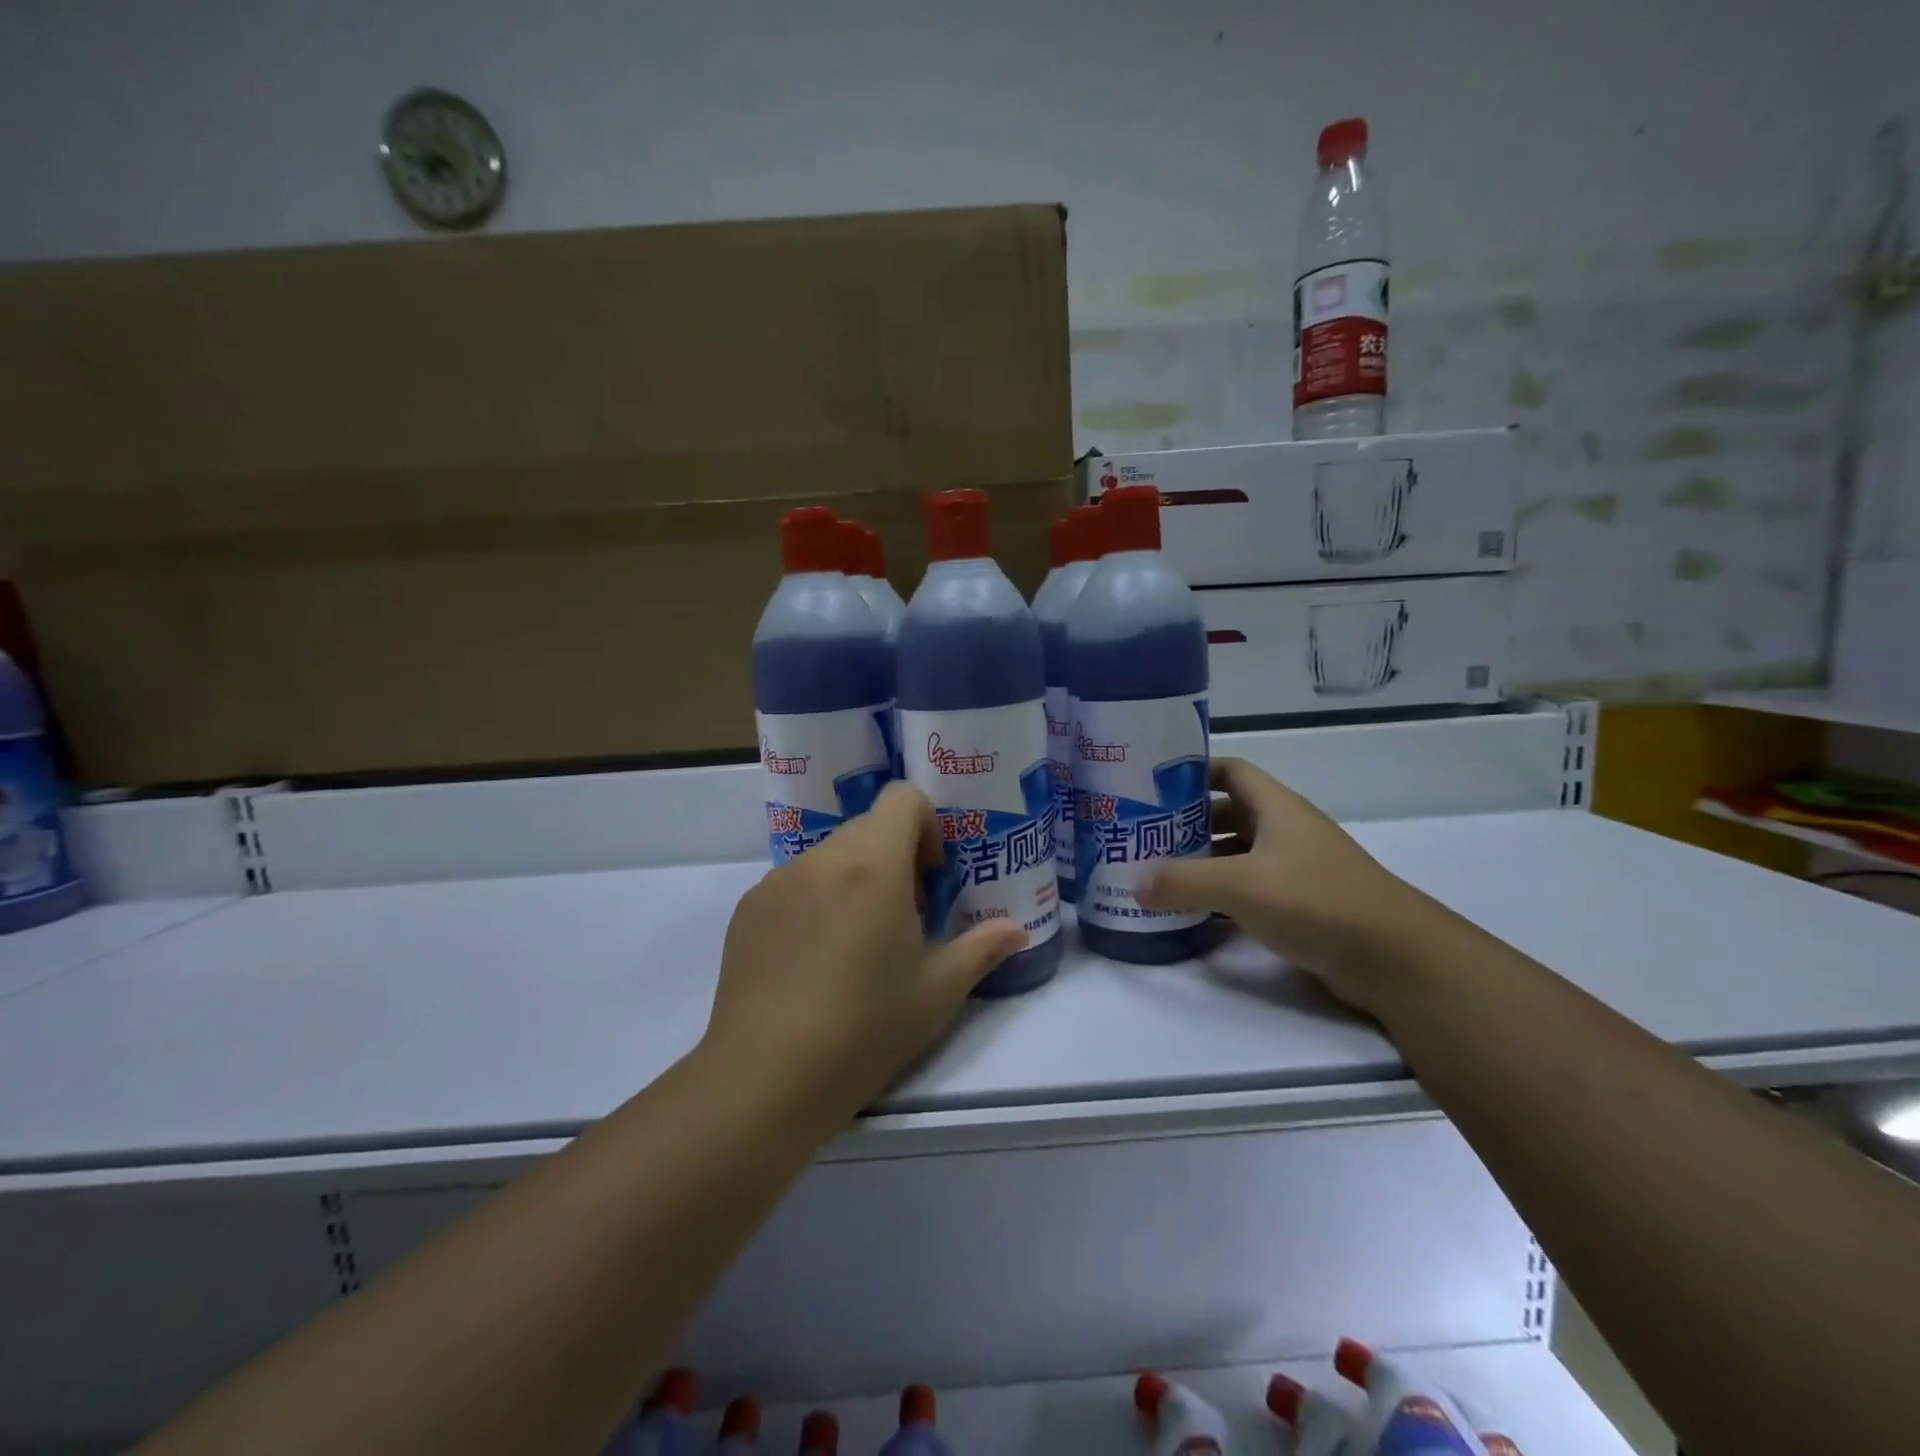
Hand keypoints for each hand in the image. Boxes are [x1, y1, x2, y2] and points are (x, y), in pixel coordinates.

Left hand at [703, 783, 1027, 1123]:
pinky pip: (793, 883)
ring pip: (828, 856)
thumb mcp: (938, 991)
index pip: (902, 798)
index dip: (926, 825)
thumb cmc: (866, 1027)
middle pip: (867, 827)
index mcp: (873, 865)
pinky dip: (814, 900)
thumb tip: (1016, 930)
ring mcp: (777, 881)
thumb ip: (983, 948)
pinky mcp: (748, 909)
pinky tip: (813, 961)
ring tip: (855, 943)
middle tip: (903, 916)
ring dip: (853, 878)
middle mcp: (821, 858)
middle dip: (894, 856)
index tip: (930, 877)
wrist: (767, 1076)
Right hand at [1135, 757, 1424, 1014]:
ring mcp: (1298, 869)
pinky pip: (1252, 890)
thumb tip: (1135, 885)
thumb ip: (1182, 881)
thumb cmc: (1314, 900)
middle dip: (1189, 822)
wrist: (1395, 958)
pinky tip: (1195, 912)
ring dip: (1205, 862)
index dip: (1194, 771)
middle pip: (1230, 814)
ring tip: (1160, 874)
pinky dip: (1223, 896)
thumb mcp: (1239, 885)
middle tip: (1145, 835)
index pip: (1231, 771)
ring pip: (1240, 854)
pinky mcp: (1304, 905)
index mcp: (1277, 808)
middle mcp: (1288, 831)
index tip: (1154, 783)